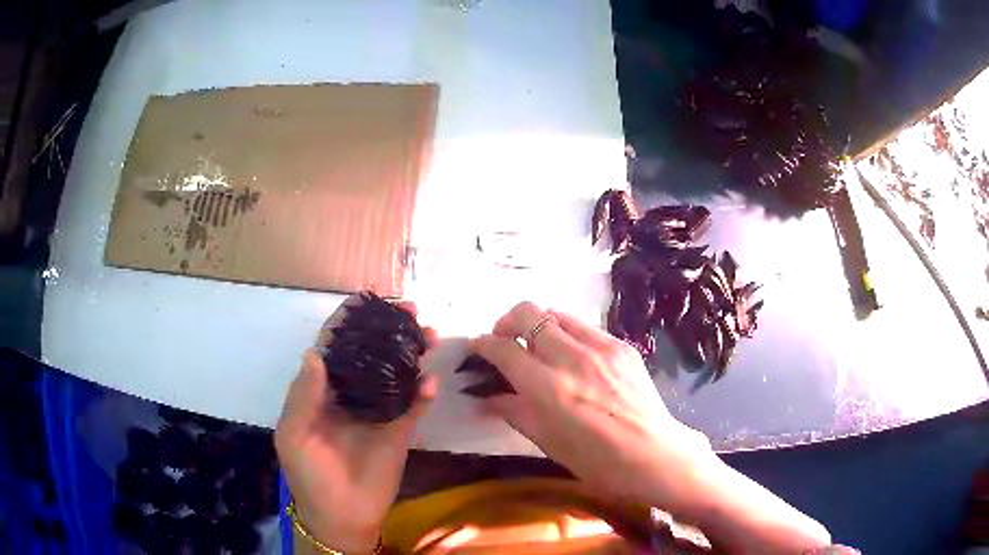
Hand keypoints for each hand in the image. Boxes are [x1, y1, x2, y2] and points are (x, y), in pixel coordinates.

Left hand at [275, 298, 437, 553]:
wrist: (341, 515)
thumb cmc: (309, 474)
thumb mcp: (293, 435)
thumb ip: (303, 396)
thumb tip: (315, 353)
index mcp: (322, 390)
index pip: (334, 346)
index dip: (347, 320)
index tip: (366, 296)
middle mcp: (352, 393)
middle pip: (371, 351)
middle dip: (388, 328)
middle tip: (409, 308)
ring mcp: (378, 410)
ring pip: (397, 372)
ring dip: (412, 352)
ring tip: (428, 334)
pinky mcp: (400, 430)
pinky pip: (414, 406)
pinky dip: (424, 393)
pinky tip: (431, 382)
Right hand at [471, 301, 712, 507]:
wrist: (655, 455)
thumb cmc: (597, 462)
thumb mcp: (548, 442)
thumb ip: (515, 412)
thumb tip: (486, 398)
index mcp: (549, 388)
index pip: (504, 349)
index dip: (484, 344)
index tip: (477, 347)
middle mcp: (573, 358)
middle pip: (528, 313)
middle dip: (507, 322)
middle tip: (505, 342)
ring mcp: (601, 348)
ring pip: (557, 314)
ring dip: (538, 325)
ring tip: (538, 348)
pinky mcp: (622, 347)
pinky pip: (584, 327)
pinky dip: (568, 334)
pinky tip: (573, 358)